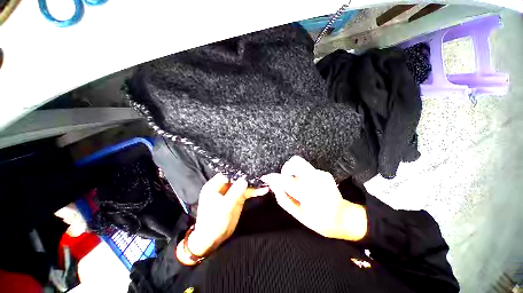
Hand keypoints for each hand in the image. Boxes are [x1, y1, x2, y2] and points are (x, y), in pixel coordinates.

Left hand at [177, 174, 267, 264]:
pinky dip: (254, 192)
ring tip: (265, 183)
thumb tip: (245, 180)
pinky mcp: (237, 199)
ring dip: (253, 185)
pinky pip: (247, 193)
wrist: (213, 240)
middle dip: (248, 178)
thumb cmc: (213, 223)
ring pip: (243, 185)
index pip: (228, 174)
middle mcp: (223, 187)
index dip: (238, 172)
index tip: (250, 170)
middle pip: (237, 179)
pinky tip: (263, 190)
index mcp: (214, 186)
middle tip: (261, 176)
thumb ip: (235, 193)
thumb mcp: (224, 207)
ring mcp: (231, 193)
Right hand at [261, 156, 366, 241]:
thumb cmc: (321, 222)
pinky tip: (307, 186)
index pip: (286, 181)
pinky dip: (302, 175)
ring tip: (297, 186)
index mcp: (310, 196)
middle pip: (296, 162)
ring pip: (301, 164)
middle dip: (286, 168)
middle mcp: (317, 181)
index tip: (267, 177)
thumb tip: (274, 186)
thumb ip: (285, 200)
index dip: (274, 178)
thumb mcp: (300, 216)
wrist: (345, 218)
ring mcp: (322, 175)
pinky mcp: (325, 173)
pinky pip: (307, 169)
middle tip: (285, 179)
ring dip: (294, 172)